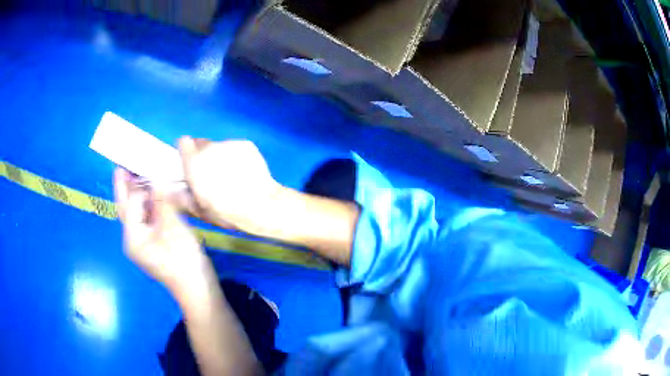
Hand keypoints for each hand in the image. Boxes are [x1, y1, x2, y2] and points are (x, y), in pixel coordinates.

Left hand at [114, 168, 211, 294]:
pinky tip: (153, 193)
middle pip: (126, 208)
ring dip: (136, 193)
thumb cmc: (183, 260)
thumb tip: (157, 176)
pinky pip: (146, 218)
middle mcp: (133, 239)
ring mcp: (143, 243)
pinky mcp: (153, 244)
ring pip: (135, 212)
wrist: (198, 290)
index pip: (131, 202)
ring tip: (136, 172)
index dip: (137, 182)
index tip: (139, 160)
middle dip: (124, 186)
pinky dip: (147, 204)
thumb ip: (162, 199)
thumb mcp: (172, 227)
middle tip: (122, 163)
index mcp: (133, 236)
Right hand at [175, 137, 282, 235]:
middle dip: (203, 155)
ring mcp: (229, 144)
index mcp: (194, 162)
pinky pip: (236, 147)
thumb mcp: (199, 210)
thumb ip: (180, 197)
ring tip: (231, 175)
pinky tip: (244, 172)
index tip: (191, 163)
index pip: (183, 142)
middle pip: (201, 143)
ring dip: (220, 156)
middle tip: (212, 173)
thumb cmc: (226, 211)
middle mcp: (209, 147)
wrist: (260, 205)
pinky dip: (237, 156)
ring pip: (219, 146)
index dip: (186, 152)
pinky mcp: (246, 144)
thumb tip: (167, 190)